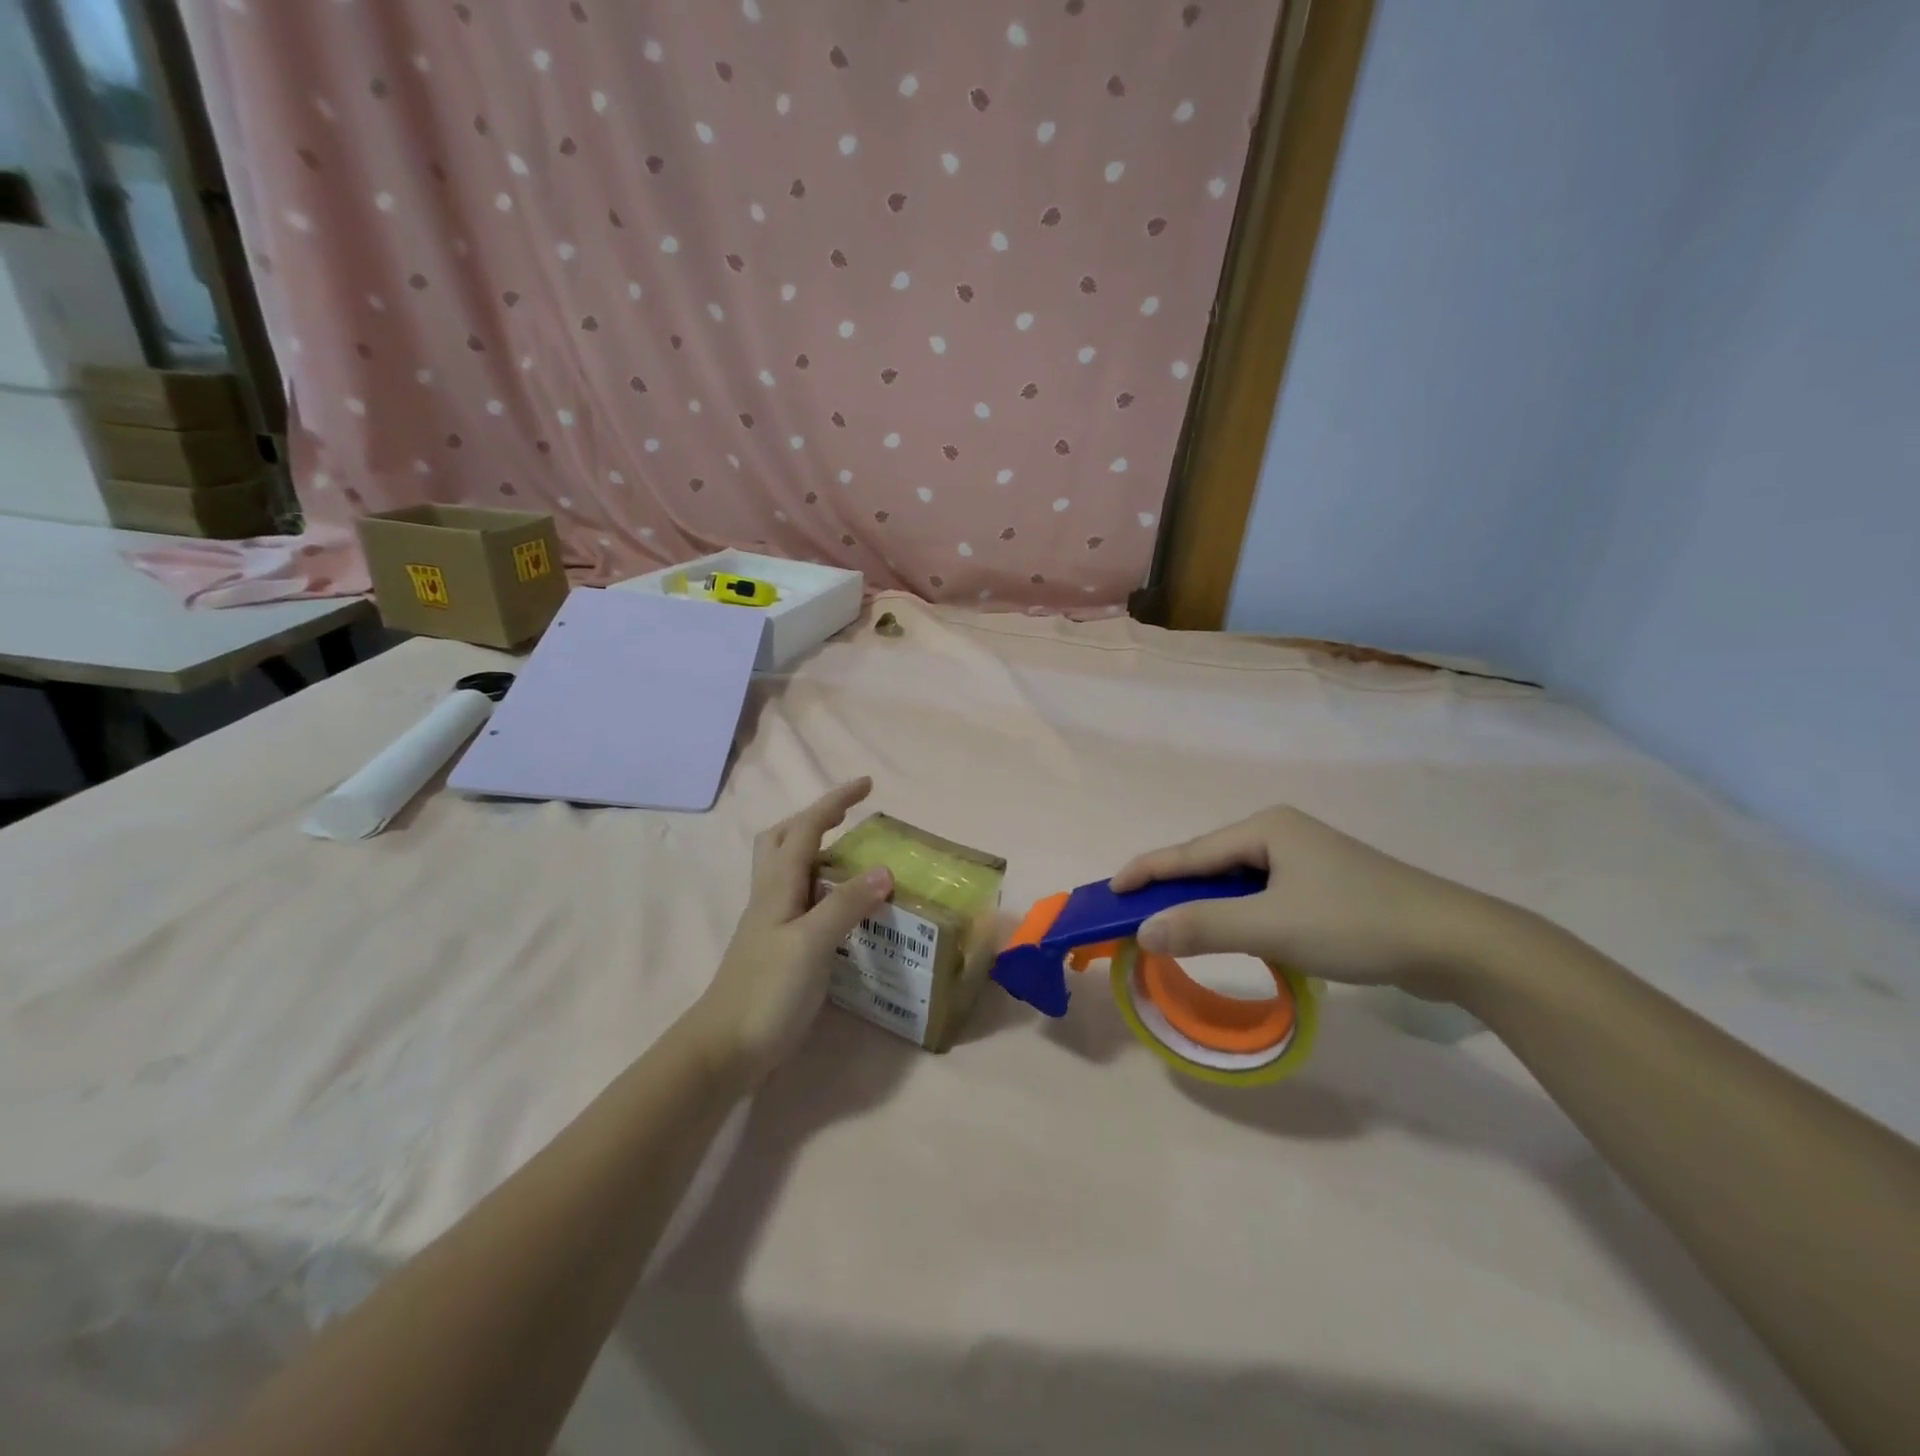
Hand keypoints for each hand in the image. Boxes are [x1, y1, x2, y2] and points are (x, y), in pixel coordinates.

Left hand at [688, 779, 893, 1088]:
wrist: (724, 1049)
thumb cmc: (766, 991)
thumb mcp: (811, 944)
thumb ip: (846, 904)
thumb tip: (885, 870)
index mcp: (778, 886)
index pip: (806, 828)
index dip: (834, 802)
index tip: (866, 784)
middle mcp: (771, 896)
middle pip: (784, 839)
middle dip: (815, 818)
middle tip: (849, 816)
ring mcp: (771, 923)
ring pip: (790, 869)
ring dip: (818, 850)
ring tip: (853, 856)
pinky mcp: (778, 947)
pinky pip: (802, 901)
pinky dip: (824, 888)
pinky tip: (844, 907)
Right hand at [1111, 807, 1514, 1000]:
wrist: (1457, 943)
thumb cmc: (1356, 923)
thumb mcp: (1273, 927)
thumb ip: (1204, 927)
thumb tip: (1143, 931)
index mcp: (1265, 828)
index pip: (1190, 852)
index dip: (1146, 872)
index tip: (1110, 891)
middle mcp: (1281, 833)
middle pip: (1211, 864)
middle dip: (1174, 890)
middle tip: (1137, 916)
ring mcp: (1306, 858)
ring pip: (1238, 882)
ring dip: (1207, 906)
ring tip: (1176, 929)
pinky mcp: (1326, 885)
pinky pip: (1263, 895)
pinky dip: (1239, 914)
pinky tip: (1235, 933)